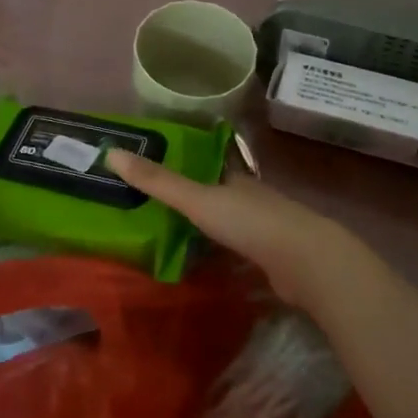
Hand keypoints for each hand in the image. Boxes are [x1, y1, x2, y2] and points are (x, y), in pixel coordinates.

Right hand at [102, 151, 382, 316]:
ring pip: (228, 223)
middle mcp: (249, 197)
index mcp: (234, 177)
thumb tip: (110, 152)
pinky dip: (221, 254)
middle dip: (192, 198)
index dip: (182, 163)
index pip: (205, 162)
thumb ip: (157, 181)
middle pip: (216, 192)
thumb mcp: (197, 199)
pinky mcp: (271, 258)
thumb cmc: (250, 222)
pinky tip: (205, 265)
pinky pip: (238, 251)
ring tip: (171, 237)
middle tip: (154, 208)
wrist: (307, 263)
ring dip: (206, 228)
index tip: (154, 168)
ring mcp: (264, 228)